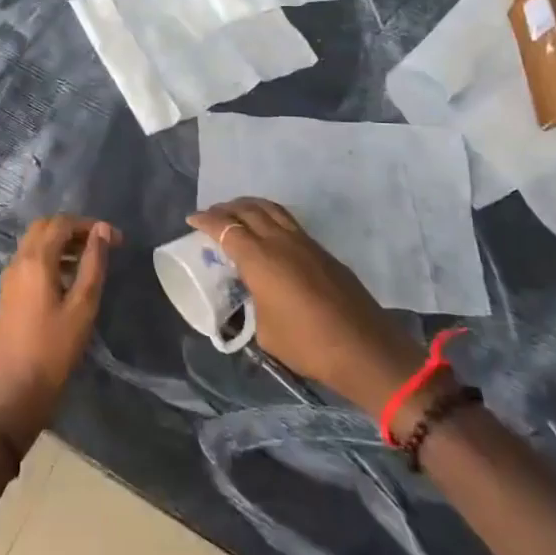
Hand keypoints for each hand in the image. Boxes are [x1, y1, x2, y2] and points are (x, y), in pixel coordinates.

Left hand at [0, 214, 117, 451]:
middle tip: (100, 245)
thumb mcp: (82, 307)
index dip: (89, 224)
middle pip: (44, 228)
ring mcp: (9, 278)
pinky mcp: (7, 294)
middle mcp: (18, 262)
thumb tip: (101, 230)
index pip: (61, 223)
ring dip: (61, 243)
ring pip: (34, 244)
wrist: (13, 394)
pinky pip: (28, 262)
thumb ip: (93, 264)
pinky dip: (49, 259)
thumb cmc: (53, 351)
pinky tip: (67, 281)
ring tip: (89, 262)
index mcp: (35, 261)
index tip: (115, 239)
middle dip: (73, 229)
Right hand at [188, 198, 426, 415]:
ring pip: (271, 209)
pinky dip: (270, 216)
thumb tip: (252, 299)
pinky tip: (268, 230)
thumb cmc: (308, 344)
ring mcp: (304, 242)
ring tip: (237, 212)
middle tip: (212, 215)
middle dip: (226, 208)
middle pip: (248, 210)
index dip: (206, 221)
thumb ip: (253, 306)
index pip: (226, 228)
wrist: (364, 348)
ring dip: (250, 206)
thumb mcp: (265, 332)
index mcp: (259, 259)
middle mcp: (280, 241)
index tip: (191, 220)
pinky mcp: (322, 251)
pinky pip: (288, 221)